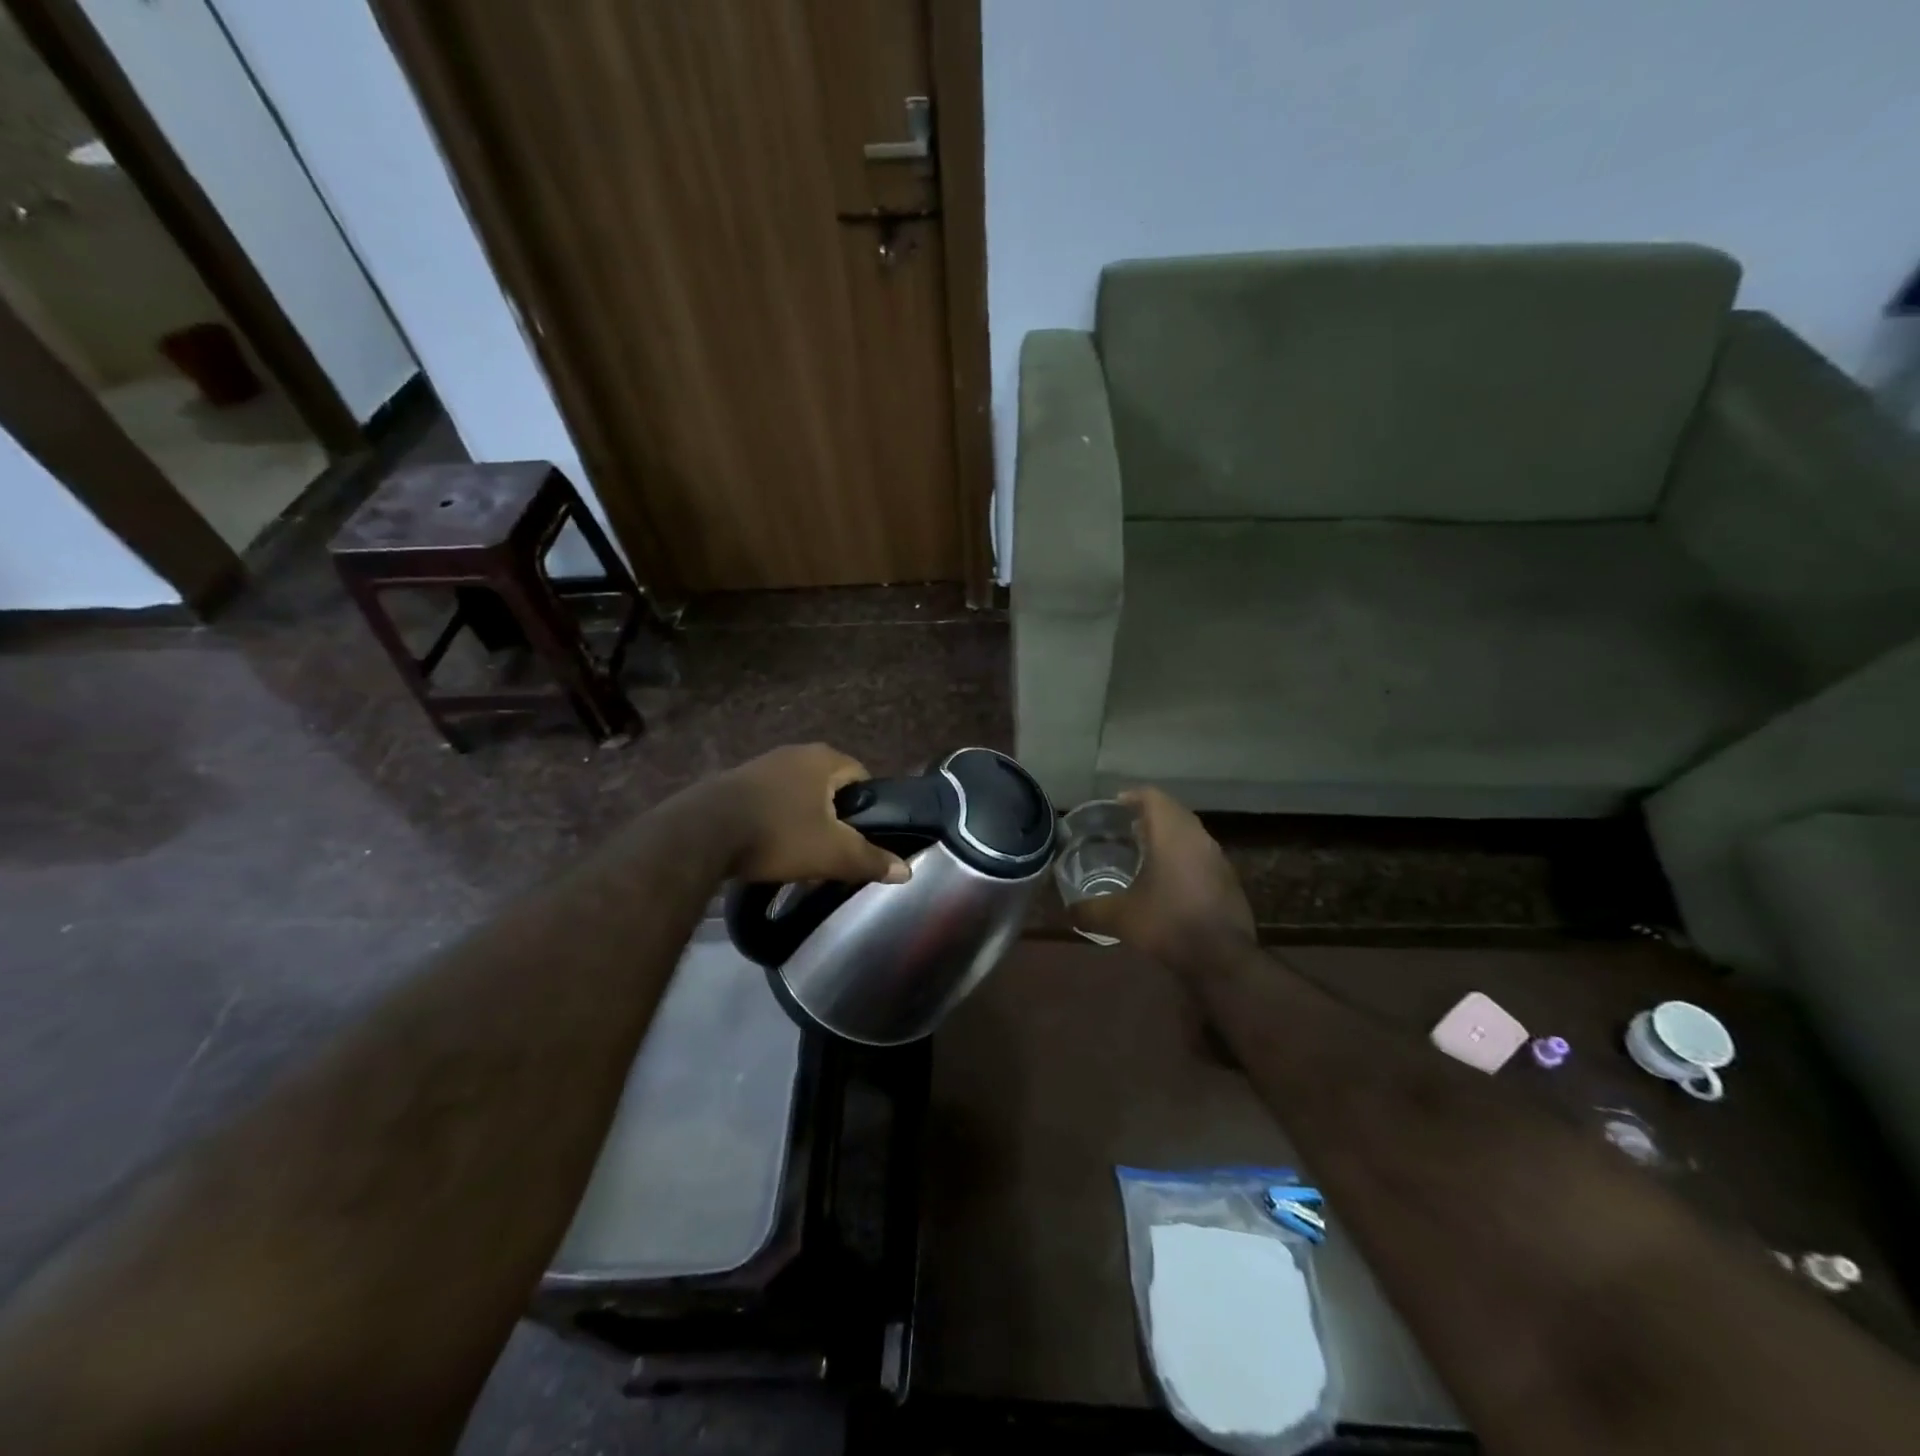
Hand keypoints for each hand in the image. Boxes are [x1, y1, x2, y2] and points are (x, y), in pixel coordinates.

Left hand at [714, 744, 910, 885]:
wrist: (701, 834)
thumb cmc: (779, 835)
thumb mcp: (832, 854)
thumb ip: (871, 860)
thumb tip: (907, 871)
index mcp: (824, 760)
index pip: (861, 777)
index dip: (867, 807)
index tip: (862, 837)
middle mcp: (795, 752)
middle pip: (829, 785)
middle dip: (834, 816)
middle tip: (833, 849)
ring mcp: (762, 764)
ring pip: (798, 792)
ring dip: (803, 818)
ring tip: (800, 852)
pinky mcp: (735, 781)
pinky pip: (769, 799)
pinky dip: (776, 818)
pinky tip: (768, 845)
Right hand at [1070, 788, 1253, 967]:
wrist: (1222, 958)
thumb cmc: (1168, 924)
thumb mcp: (1120, 918)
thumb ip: (1090, 911)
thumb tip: (1068, 912)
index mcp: (1171, 834)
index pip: (1152, 797)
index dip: (1132, 796)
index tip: (1113, 807)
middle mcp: (1197, 837)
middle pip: (1172, 811)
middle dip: (1148, 814)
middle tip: (1123, 828)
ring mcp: (1217, 857)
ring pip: (1189, 832)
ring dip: (1168, 835)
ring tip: (1143, 851)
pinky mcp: (1228, 878)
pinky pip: (1201, 853)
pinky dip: (1182, 855)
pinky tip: (1168, 879)